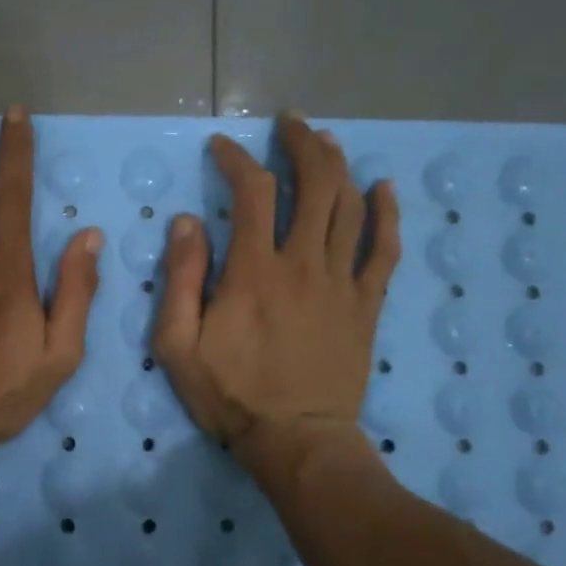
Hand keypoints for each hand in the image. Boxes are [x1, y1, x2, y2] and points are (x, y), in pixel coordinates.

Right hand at [152, 116, 400, 476]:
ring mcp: (342, 282)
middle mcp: (303, 263)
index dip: (237, 160)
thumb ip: (180, 279)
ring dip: (339, 165)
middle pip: (314, 184)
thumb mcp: (177, 344)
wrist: (296, 440)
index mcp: (254, 270)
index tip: (223, 148)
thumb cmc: (230, 394)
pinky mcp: (367, 304)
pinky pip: (386, 250)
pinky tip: (384, 188)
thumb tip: (186, 223)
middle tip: (288, 125)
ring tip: (325, 141)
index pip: (252, 193)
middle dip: (301, 144)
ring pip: (350, 206)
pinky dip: (388, 214)